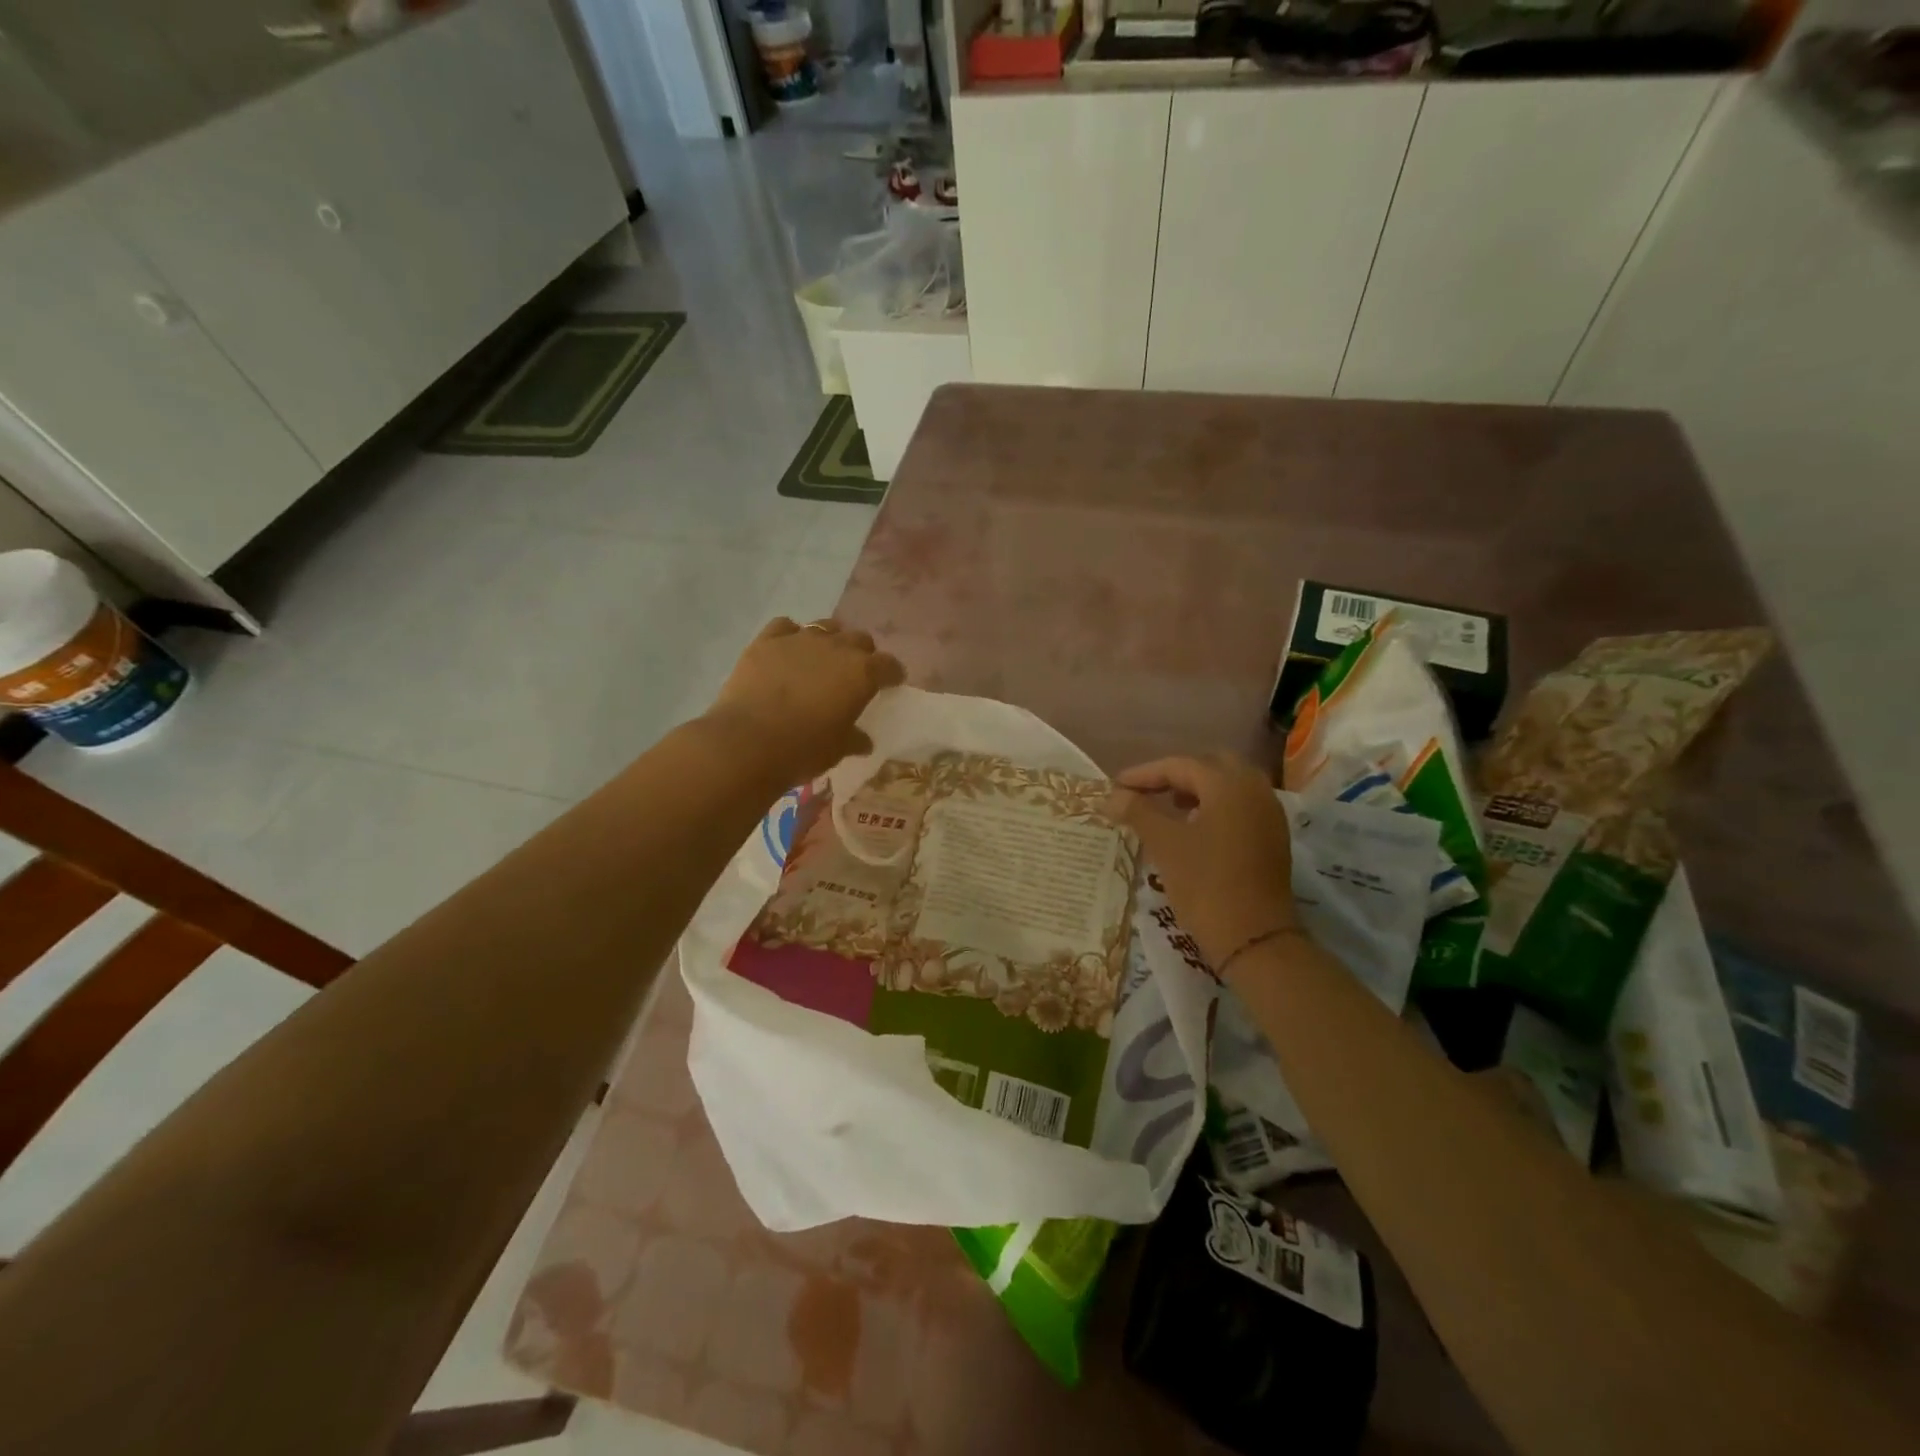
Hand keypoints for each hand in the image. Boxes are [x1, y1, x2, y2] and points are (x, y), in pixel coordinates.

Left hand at [704, 618, 905, 784]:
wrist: (747, 742)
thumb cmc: (803, 749)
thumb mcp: (837, 750)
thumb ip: (854, 739)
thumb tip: (864, 741)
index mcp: (862, 673)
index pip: (888, 665)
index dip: (892, 674)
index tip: (891, 683)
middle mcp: (836, 647)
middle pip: (859, 639)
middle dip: (862, 654)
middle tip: (855, 674)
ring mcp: (800, 639)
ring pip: (825, 627)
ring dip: (830, 640)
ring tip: (822, 659)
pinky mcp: (766, 641)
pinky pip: (785, 627)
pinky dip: (791, 636)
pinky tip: (787, 651)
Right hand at [1106, 752, 1297, 974]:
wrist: (1254, 939)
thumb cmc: (1205, 885)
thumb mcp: (1165, 845)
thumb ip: (1137, 812)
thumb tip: (1112, 795)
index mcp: (1229, 785)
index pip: (1180, 765)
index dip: (1145, 774)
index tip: (1116, 786)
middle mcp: (1254, 790)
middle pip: (1210, 766)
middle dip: (1175, 775)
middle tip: (1146, 792)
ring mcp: (1269, 814)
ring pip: (1228, 786)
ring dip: (1197, 790)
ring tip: (1168, 809)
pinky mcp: (1272, 837)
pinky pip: (1240, 806)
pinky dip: (1215, 807)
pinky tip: (1194, 828)